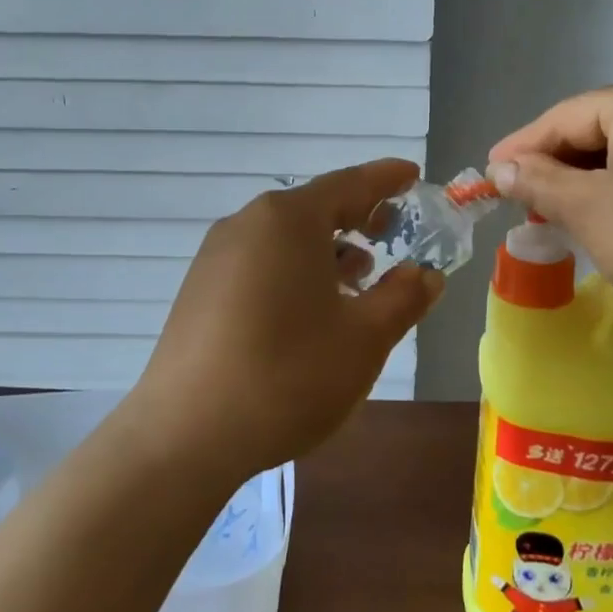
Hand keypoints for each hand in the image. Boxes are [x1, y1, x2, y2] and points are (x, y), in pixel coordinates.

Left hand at [133, 160, 443, 476]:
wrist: (186, 435)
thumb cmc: (288, 374)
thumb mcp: (364, 338)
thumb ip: (403, 298)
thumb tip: (426, 274)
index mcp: (288, 220)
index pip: (350, 183)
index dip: (387, 179)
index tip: (413, 176)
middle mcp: (247, 223)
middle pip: (314, 208)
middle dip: (358, 218)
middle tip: (392, 234)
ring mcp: (216, 256)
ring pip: (285, 238)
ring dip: (327, 251)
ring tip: (357, 282)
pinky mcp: (199, 289)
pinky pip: (260, 262)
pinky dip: (294, 271)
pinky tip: (309, 312)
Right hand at [486, 70, 612, 339]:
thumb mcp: (590, 210)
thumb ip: (540, 182)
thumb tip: (503, 168)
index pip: (566, 117)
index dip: (522, 148)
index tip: (489, 176)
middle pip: (603, 128)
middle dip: (560, 166)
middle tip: (526, 201)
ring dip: (596, 179)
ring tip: (567, 213)